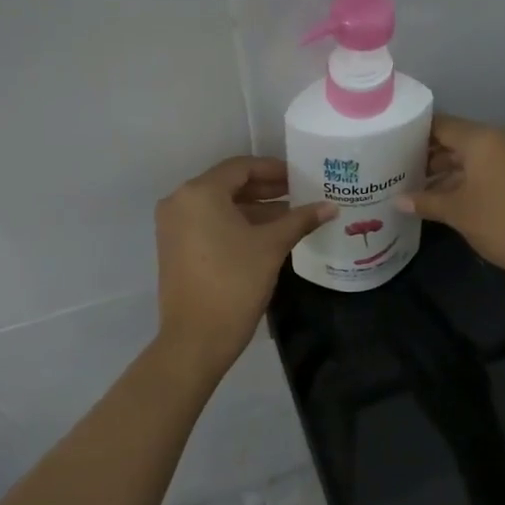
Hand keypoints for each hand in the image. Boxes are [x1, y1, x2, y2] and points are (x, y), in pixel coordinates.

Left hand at [155, 156, 334, 375]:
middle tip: (299, 194)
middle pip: (228, 184)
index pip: (241, 167)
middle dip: (265, 189)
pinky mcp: (174, 247)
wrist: (196, 337)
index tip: (301, 177)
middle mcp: (180, 201)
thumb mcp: (272, 247)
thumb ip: (300, 220)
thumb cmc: (235, 283)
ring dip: (254, 209)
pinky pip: (208, 224)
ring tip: (290, 216)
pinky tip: (266, 235)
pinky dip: (236, 224)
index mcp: (200, 193)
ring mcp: (173, 226)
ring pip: (219, 206)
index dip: (274, 169)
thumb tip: (331, 206)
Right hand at [398, 115, 504, 288]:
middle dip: (426, 154)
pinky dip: (464, 179)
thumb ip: (426, 201)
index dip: (413, 133)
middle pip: (455, 139)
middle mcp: (498, 140)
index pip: (439, 124)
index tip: (388, 145)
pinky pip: (485, 170)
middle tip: (395, 169)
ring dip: (444, 170)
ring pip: (470, 157)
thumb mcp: (458, 213)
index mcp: (481, 139)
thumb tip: (397, 200)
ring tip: (413, 187)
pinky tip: (443, 198)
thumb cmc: (503, 224)